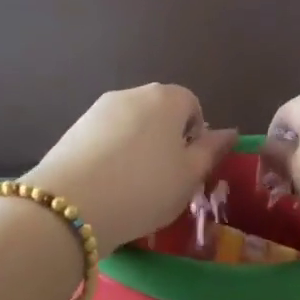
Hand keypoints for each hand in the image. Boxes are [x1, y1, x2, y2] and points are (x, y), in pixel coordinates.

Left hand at [30, 85, 237, 247]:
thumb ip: (211, 151)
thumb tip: (228, 132)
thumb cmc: (145, 189)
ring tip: (132, 187)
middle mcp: (131, 94)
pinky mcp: (72, 129)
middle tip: (164, 180)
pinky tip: (106, 186)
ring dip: (137, 148)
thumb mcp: (189, 177)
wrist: (71, 206)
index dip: (195, 136)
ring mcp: (97, 109)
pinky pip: (104, 139)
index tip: (188, 168)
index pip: (192, 105)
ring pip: (130, 126)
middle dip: (166, 140)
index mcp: (166, 98)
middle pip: (159, 113)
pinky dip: (111, 156)